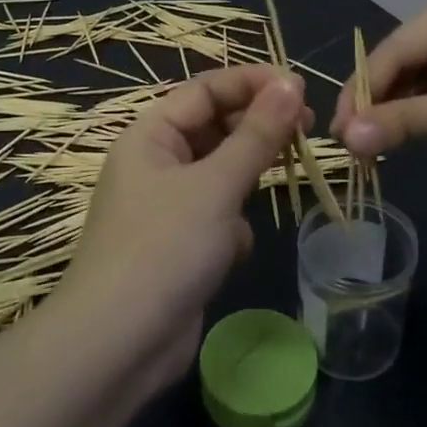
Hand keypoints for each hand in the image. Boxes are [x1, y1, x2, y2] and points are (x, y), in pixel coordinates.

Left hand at [61, 66, 309, 381]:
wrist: (119, 344)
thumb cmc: (164, 248)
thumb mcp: (215, 185)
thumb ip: (257, 135)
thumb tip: (291, 83)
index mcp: (150, 136)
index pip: (205, 90)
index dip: (252, 83)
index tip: (301, 87)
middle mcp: (155, 164)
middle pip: (215, 129)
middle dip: (257, 131)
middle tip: (307, 131)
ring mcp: (166, 207)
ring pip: (220, 175)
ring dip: (244, 182)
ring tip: (275, 187)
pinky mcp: (179, 245)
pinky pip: (217, 217)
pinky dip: (231, 228)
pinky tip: (231, 252)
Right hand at [331, 0, 426, 174]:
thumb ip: (411, 122)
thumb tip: (348, 140)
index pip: (392, 51)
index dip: (362, 91)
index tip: (339, 132)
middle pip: (399, 66)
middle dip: (376, 104)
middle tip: (352, 145)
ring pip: (414, 85)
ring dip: (394, 114)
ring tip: (370, 148)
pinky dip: (417, 119)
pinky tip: (401, 141)